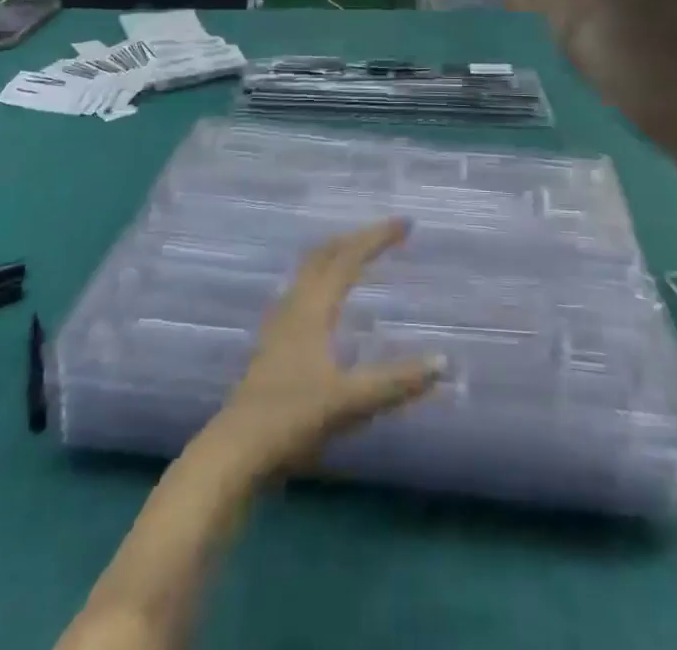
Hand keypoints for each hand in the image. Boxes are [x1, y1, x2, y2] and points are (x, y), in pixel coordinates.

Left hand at [206, 220, 441, 479]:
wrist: (235, 452)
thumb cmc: (292, 419)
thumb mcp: (349, 402)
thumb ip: (396, 382)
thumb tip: (442, 361)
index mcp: (312, 308)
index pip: (348, 258)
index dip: (377, 237)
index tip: (406, 224)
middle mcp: (295, 305)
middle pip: (324, 254)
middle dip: (356, 238)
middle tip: (385, 234)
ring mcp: (280, 323)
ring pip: (310, 271)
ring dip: (337, 255)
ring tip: (359, 256)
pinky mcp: (274, 343)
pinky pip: (303, 291)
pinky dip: (324, 279)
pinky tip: (329, 301)